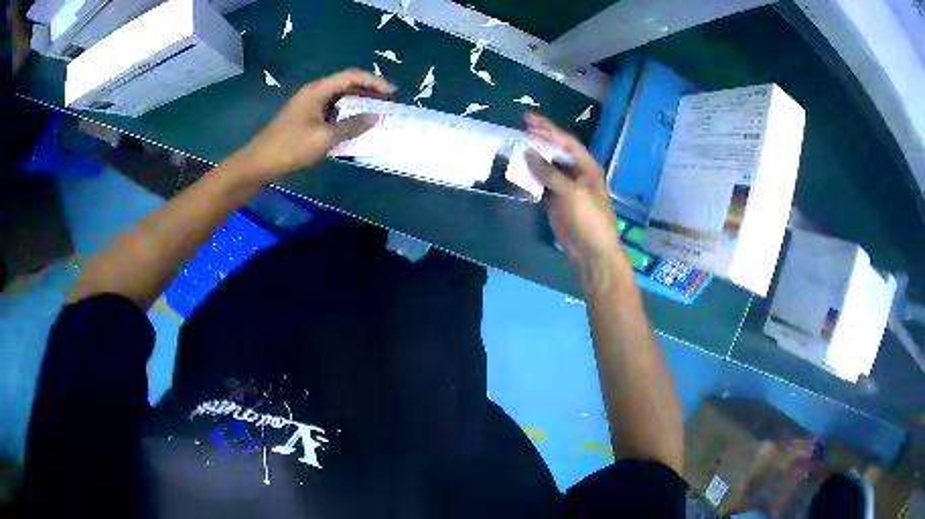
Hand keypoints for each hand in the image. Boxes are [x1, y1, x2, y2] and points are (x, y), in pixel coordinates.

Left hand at [230, 69, 395, 181]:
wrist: (259, 162)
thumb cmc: (291, 147)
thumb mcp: (324, 137)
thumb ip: (351, 126)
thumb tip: (375, 117)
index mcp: (318, 90)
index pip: (351, 76)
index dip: (374, 81)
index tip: (392, 93)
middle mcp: (314, 92)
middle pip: (346, 83)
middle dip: (369, 90)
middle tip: (388, 102)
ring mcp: (308, 104)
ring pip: (339, 96)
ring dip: (358, 102)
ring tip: (376, 111)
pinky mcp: (305, 117)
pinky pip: (331, 109)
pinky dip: (346, 113)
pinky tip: (355, 124)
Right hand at [524, 113, 625, 272]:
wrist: (591, 252)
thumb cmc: (589, 219)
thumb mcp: (571, 193)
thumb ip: (549, 172)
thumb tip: (528, 152)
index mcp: (587, 167)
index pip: (566, 142)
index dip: (548, 130)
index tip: (528, 120)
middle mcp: (577, 173)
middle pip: (556, 152)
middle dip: (539, 140)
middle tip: (520, 129)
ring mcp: (565, 188)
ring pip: (547, 167)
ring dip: (533, 158)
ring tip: (515, 146)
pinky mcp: (556, 201)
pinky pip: (541, 184)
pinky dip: (530, 177)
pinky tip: (518, 170)